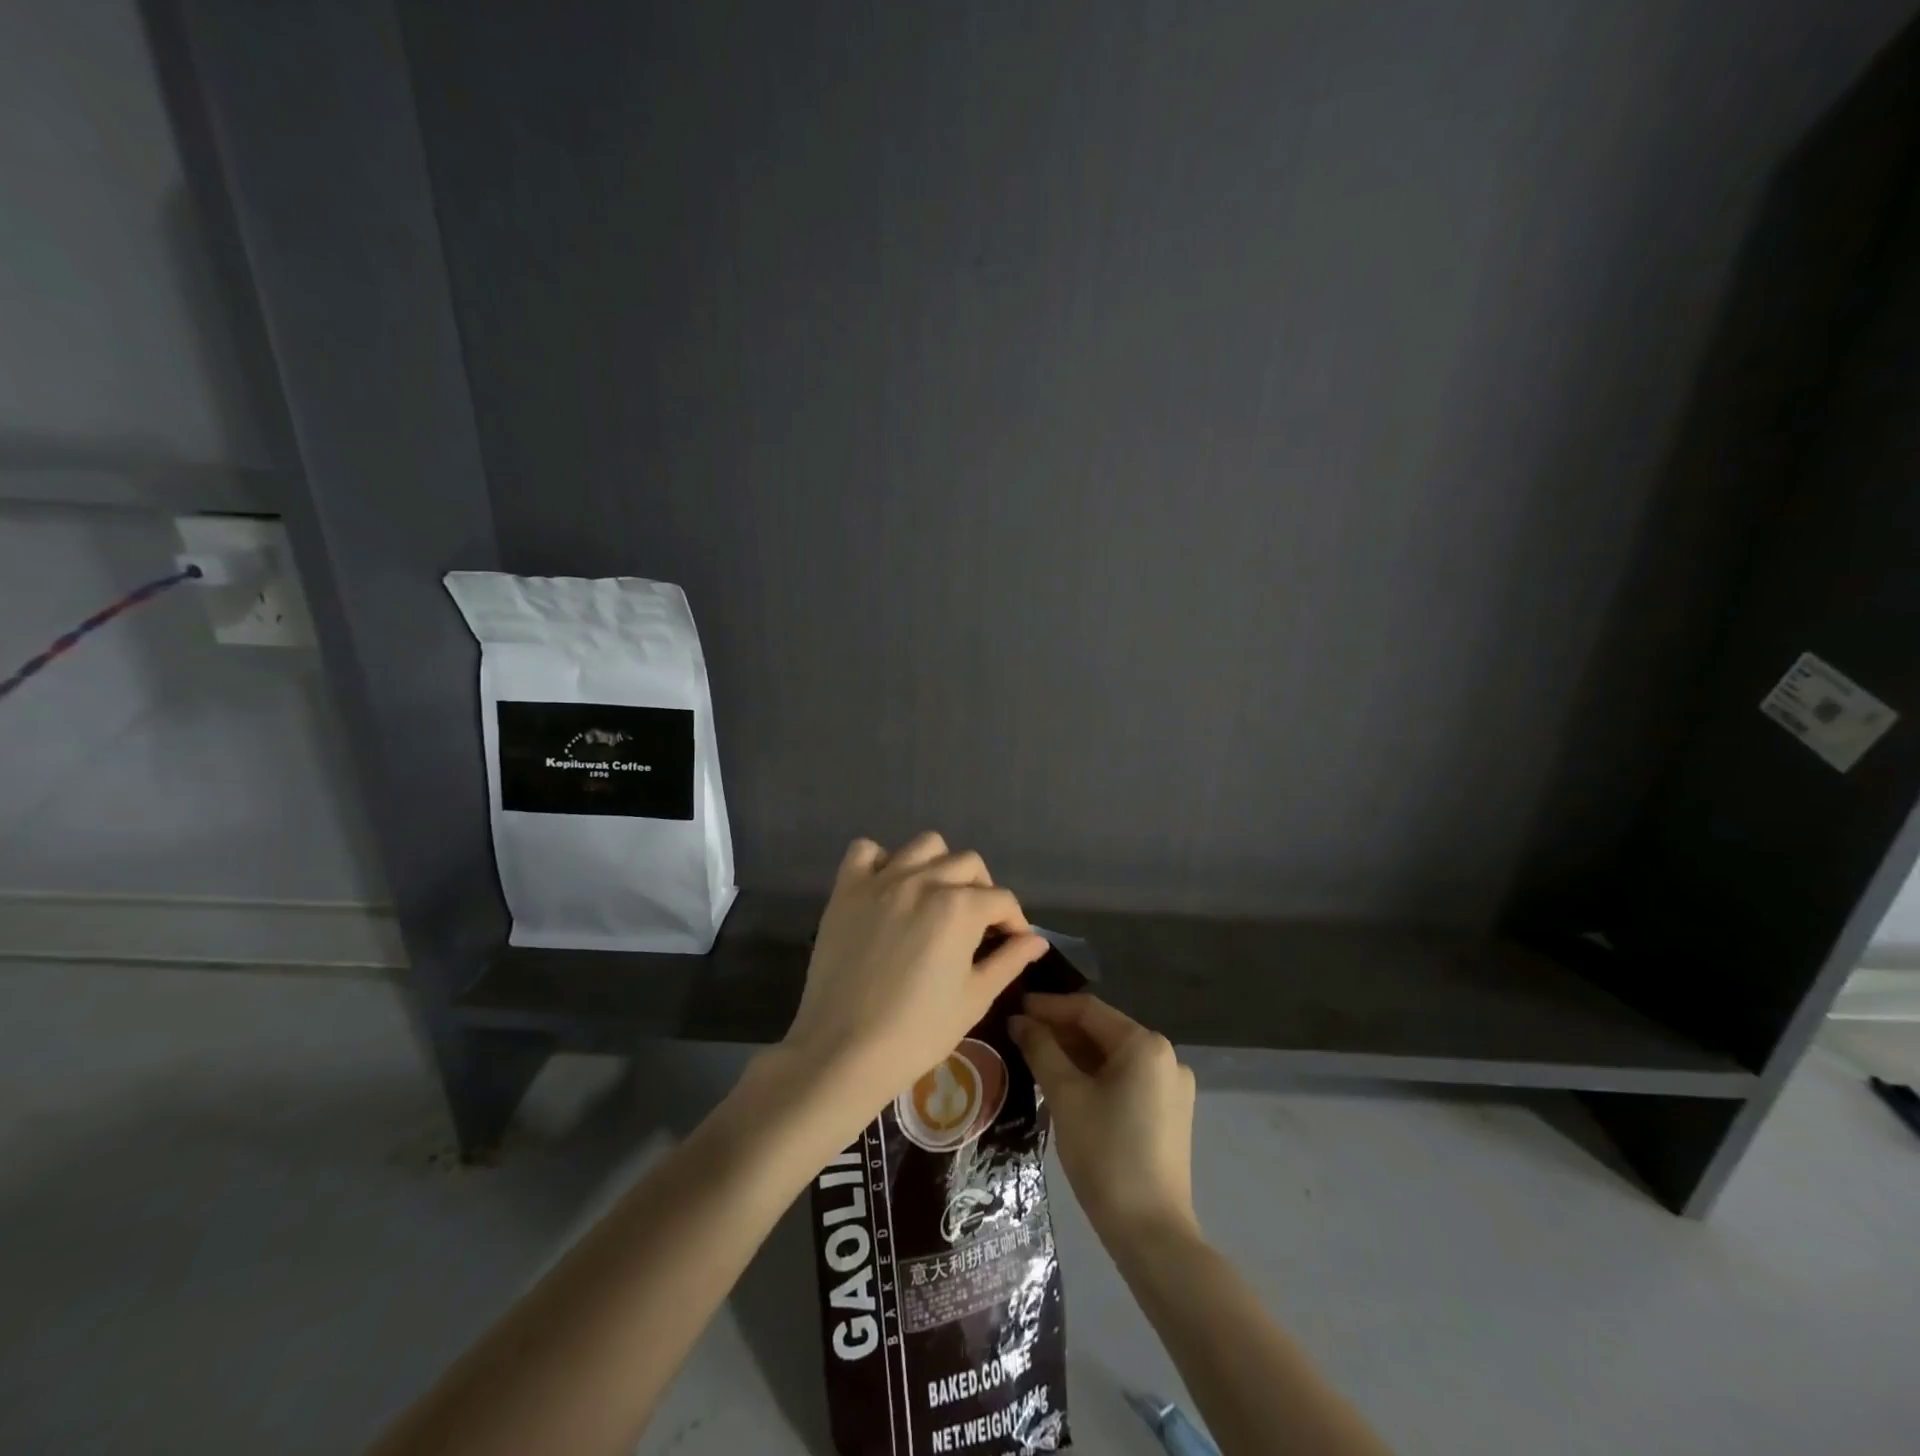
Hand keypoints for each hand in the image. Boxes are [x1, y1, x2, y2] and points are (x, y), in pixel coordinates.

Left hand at [779, 833, 1048, 1121]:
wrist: (844, 1050)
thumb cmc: (918, 1031)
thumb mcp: (974, 999)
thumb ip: (1009, 961)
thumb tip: (1037, 940)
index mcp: (960, 907)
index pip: (1002, 899)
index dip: (1014, 921)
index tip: (1012, 943)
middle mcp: (924, 881)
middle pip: (968, 864)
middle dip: (982, 890)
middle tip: (977, 924)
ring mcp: (882, 880)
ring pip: (925, 845)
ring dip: (939, 865)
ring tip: (936, 898)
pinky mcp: (846, 889)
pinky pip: (866, 850)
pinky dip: (882, 861)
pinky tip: (888, 889)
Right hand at [1011, 993, 1197, 1245]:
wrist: (1151, 1232)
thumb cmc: (1106, 1154)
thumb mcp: (1066, 1096)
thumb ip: (1041, 1050)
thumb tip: (1019, 1021)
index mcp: (1145, 1045)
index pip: (1088, 1010)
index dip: (1049, 1006)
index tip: (1015, 1007)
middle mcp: (1165, 1057)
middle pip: (1103, 1031)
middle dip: (1060, 1031)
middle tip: (1020, 1034)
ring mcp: (1172, 1087)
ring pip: (1113, 1057)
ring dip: (1075, 1054)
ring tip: (1036, 1057)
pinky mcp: (1169, 1114)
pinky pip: (1126, 1080)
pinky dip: (1094, 1076)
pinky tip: (1065, 1085)